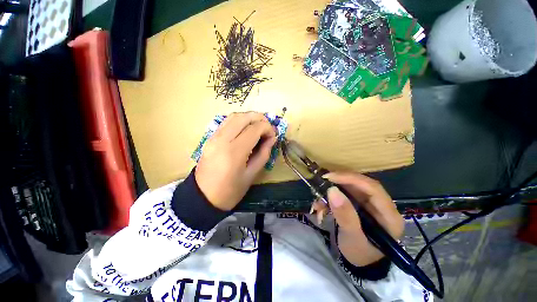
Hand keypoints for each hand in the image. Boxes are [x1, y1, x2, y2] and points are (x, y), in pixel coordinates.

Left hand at [195, 112, 276, 210]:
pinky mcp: (210, 138)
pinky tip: (246, 129)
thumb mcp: (252, 174)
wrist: (203, 197)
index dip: (268, 128)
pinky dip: (239, 120)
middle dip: (260, 118)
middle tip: (268, 128)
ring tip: (258, 126)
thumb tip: (272, 138)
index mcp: (234, 151)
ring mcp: (214, 137)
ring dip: (249, 117)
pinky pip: (227, 122)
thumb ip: (264, 154)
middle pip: (244, 117)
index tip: (273, 136)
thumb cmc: (230, 191)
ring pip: (234, 116)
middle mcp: (222, 139)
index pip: (254, 129)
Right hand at [324, 172, 403, 266]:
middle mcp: (381, 205)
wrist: (359, 262)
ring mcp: (370, 203)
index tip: (330, 177)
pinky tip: (322, 204)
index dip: (351, 179)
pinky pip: (345, 193)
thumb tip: (332, 190)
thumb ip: (345, 216)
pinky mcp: (359, 203)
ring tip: (319, 199)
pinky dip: (331, 196)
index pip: (373, 188)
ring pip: (351, 187)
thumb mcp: (352, 238)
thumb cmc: (360, 253)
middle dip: (340, 182)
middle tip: (322, 182)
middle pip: (361, 184)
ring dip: (333, 190)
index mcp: (389, 215)